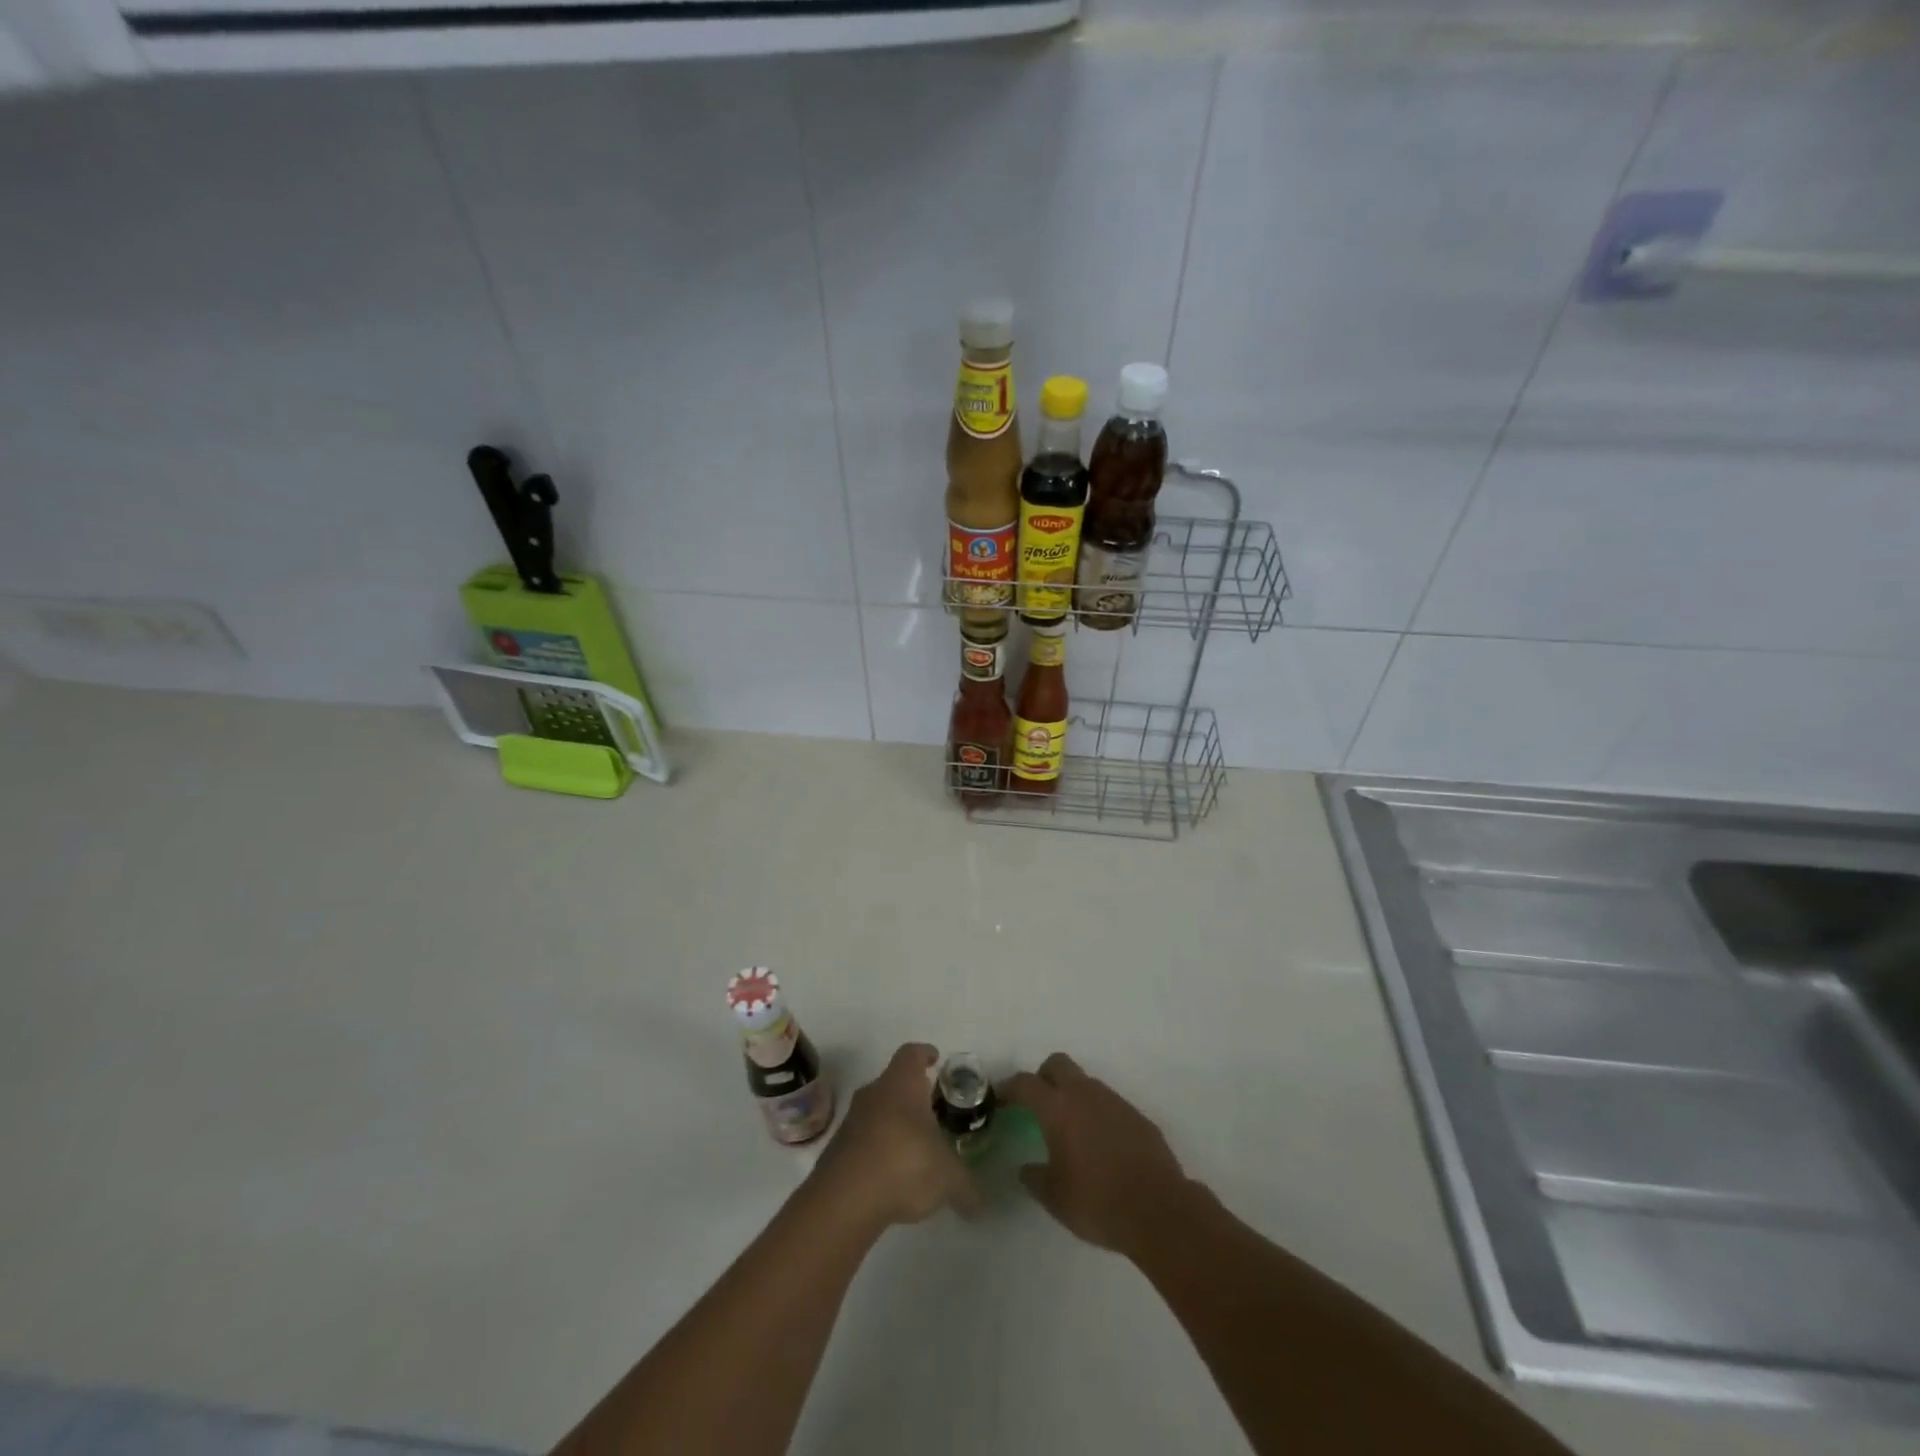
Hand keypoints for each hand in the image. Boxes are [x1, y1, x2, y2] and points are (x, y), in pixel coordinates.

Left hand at [809, 1043, 979, 1229]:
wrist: (844, 1199)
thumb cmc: (905, 1164)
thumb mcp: (948, 1177)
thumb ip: (966, 1187)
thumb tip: (979, 1206)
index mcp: (902, 1084)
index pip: (912, 1054)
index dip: (924, 1054)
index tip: (935, 1059)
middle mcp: (874, 1092)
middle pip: (893, 1081)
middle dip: (912, 1094)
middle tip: (932, 1110)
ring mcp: (851, 1120)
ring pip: (877, 1110)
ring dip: (893, 1123)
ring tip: (914, 1147)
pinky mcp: (837, 1149)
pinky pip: (863, 1139)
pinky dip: (878, 1149)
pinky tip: (892, 1175)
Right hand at [1001, 1052, 1192, 1257]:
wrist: (1158, 1209)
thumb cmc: (1096, 1201)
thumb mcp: (1055, 1197)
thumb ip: (1035, 1178)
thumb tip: (1026, 1169)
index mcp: (1057, 1108)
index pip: (1025, 1083)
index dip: (1009, 1088)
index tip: (1000, 1100)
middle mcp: (1084, 1094)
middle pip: (1057, 1064)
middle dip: (1043, 1077)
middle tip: (1037, 1104)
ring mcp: (1114, 1101)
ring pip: (1085, 1082)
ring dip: (1073, 1096)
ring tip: (1070, 1130)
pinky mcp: (1136, 1115)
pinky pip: (1109, 1104)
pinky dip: (1098, 1115)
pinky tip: (1100, 1145)